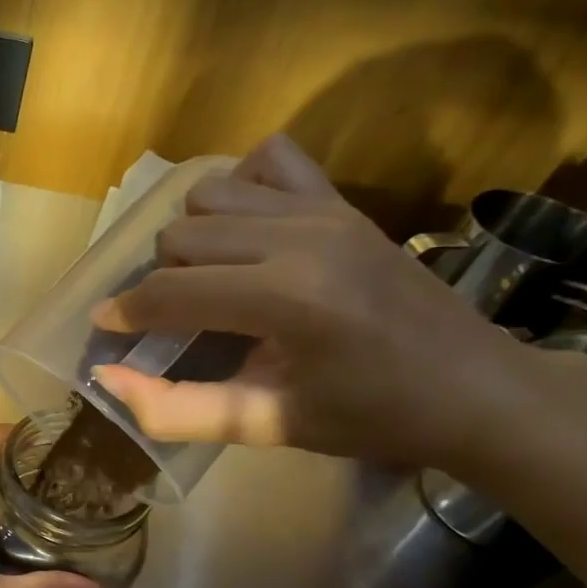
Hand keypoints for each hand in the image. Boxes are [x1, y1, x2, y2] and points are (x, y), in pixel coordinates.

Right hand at [90, 134, 534, 470]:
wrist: (478, 388)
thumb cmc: (372, 417)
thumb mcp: (267, 425)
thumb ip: (178, 408)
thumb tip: (108, 377)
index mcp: (286, 300)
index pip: (171, 291)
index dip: (126, 312)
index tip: (107, 328)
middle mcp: (301, 239)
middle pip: (180, 237)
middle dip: (159, 279)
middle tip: (171, 319)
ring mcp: (325, 211)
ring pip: (210, 194)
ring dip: (192, 236)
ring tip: (208, 277)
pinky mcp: (343, 201)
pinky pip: (270, 162)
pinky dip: (241, 187)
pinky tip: (244, 229)